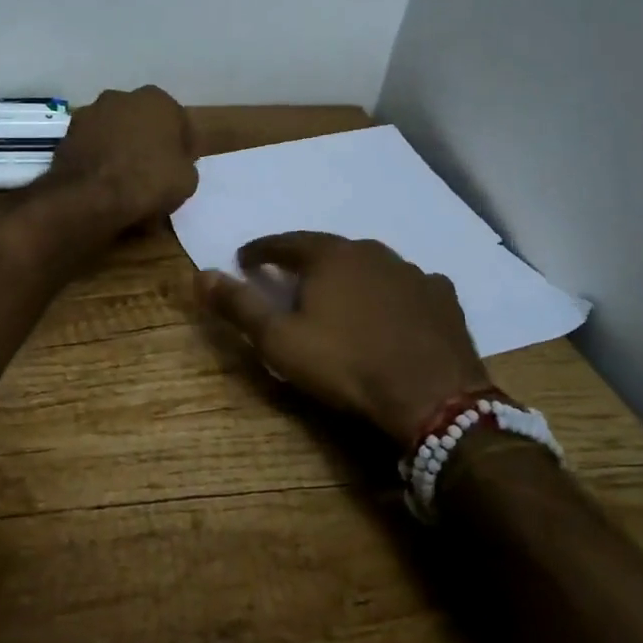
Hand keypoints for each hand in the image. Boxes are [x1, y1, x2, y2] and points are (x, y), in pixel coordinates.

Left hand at [48, 86, 197, 224]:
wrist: (90, 197)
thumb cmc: (147, 181)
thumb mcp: (187, 179)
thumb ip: (183, 162)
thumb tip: (173, 162)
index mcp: (157, 100)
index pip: (177, 121)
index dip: (180, 145)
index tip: (179, 166)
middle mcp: (122, 96)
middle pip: (142, 120)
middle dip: (147, 139)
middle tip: (151, 170)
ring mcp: (90, 112)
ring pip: (114, 130)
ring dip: (119, 145)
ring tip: (122, 178)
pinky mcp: (68, 133)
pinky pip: (92, 145)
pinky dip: (98, 157)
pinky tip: (101, 180)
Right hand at [198, 232, 488, 442]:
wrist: (433, 399)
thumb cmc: (346, 365)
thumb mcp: (280, 340)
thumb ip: (239, 306)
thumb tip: (200, 274)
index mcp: (330, 256)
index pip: (284, 243)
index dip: (260, 251)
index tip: (244, 259)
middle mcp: (372, 252)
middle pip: (328, 250)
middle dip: (305, 262)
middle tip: (289, 279)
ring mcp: (413, 273)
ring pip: (370, 266)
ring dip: (350, 276)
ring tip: (339, 297)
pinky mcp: (443, 298)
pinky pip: (408, 286)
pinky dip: (392, 293)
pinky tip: (392, 309)